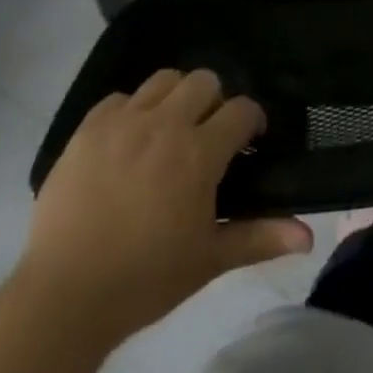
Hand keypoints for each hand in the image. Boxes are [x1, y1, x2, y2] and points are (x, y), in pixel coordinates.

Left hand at [19, 69, 312, 341]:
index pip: (241, 109)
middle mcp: (166, 122)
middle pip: (204, 80)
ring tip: (168, 130)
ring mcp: (125, 119)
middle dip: (214, 101)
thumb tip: (308, 236)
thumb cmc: (145, 279)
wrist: (65, 294)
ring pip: (164, 79)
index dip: (251, 121)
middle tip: (207, 135)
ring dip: (175, 97)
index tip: (249, 140)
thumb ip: (258, 237)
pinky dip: (130, 111)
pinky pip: (119, 98)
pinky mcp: (89, 126)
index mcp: (199, 152)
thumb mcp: (208, 260)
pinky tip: (127, 141)